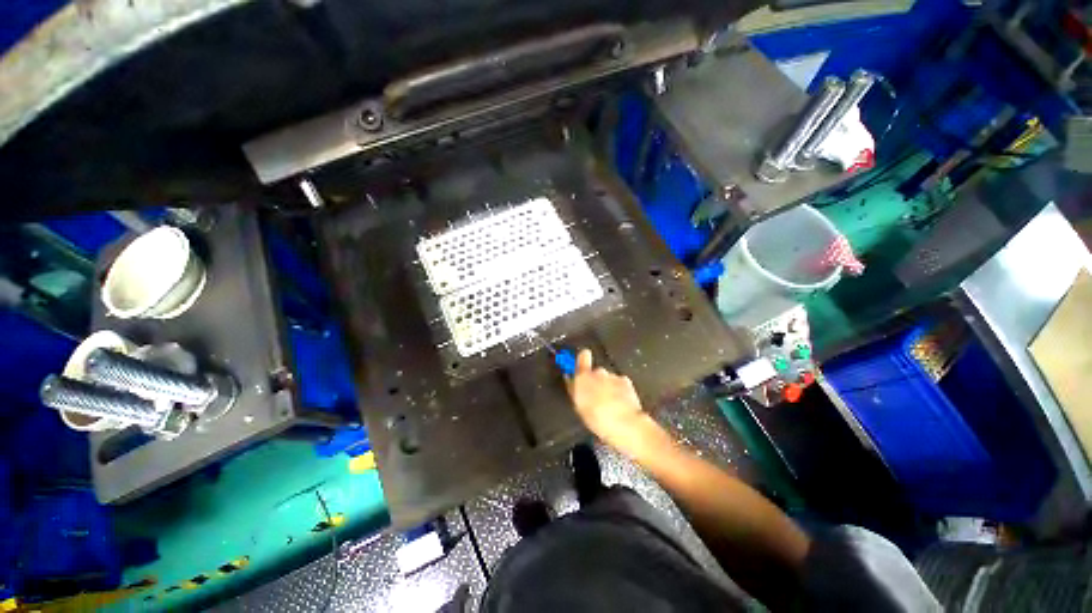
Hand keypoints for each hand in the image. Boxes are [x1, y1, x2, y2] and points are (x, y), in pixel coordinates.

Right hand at [567, 349, 649, 449]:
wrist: (625, 423)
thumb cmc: (598, 419)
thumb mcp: (579, 406)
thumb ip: (574, 389)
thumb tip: (570, 379)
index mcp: (583, 377)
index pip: (582, 357)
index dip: (583, 358)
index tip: (583, 359)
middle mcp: (598, 373)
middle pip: (595, 373)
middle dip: (596, 382)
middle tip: (596, 398)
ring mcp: (613, 376)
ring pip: (608, 379)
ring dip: (608, 388)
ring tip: (609, 405)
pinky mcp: (626, 382)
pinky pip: (620, 384)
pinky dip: (620, 391)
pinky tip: (619, 404)